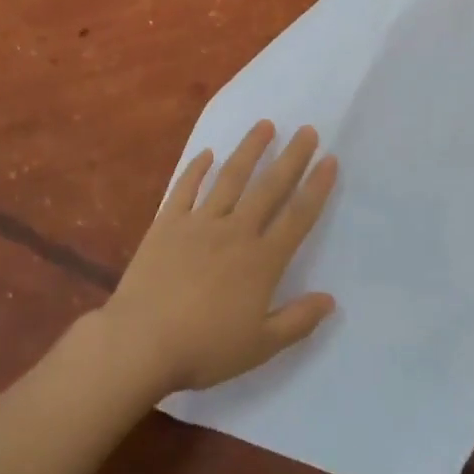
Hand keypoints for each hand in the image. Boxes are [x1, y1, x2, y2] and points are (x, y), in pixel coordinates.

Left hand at [100, 121, 338, 397]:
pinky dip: (196, 169)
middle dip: (291, 157)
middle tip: (307, 130)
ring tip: (264, 125)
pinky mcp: (168, 222)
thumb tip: (330, 299)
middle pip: (269, 187)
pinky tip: (206, 153)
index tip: (329, 160)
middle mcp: (235, 231)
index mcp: (261, 261)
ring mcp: (199, 222)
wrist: (142, 341)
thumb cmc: (205, 349)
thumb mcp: (260, 346)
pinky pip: (185, 188)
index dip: (316, 188)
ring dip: (249, 150)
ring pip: (230, 177)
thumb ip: (297, 321)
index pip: (297, 217)